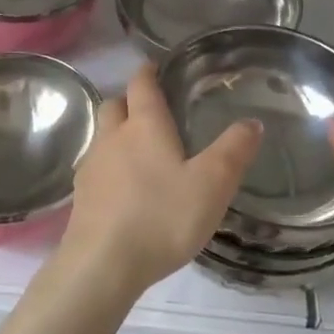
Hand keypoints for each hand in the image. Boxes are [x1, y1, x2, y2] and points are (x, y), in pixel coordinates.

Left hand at [60, 64, 260, 297]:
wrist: (102, 265)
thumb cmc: (161, 217)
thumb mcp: (212, 184)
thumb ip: (233, 151)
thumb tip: (252, 121)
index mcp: (144, 125)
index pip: (141, 83)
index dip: (149, 72)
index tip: (157, 67)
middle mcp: (113, 136)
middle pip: (115, 104)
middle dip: (130, 101)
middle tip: (152, 112)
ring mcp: (92, 166)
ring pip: (102, 136)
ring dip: (118, 135)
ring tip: (141, 153)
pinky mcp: (81, 196)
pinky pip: (96, 168)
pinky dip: (109, 168)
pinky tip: (124, 190)